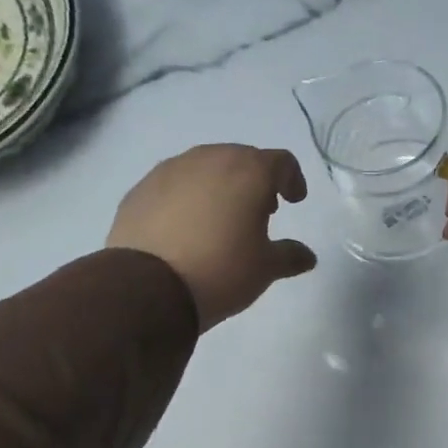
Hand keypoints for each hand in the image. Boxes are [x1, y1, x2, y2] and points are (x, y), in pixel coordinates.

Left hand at [108, 144, 317, 330]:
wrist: (148, 288)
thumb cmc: (221, 271)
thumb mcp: (265, 269)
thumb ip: (289, 256)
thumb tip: (307, 256)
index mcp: (248, 171)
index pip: (281, 161)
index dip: (292, 179)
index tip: (294, 201)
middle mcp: (209, 159)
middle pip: (241, 159)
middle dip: (255, 180)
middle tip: (259, 211)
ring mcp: (170, 170)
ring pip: (204, 168)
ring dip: (219, 186)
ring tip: (220, 219)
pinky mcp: (140, 189)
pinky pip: (173, 185)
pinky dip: (186, 198)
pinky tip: (184, 228)